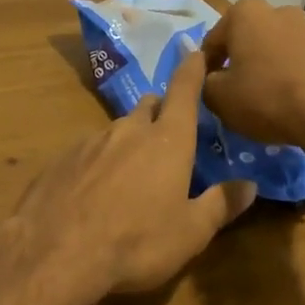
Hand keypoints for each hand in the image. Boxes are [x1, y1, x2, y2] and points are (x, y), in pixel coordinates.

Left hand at [12, 50, 256, 294]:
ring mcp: (91, 141)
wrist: (55, 252)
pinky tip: (94, 192)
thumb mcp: (190, 233)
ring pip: (118, 130)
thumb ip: (220, 205)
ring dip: (129, 142)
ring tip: (130, 175)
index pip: (184, 92)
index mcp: (168, 141)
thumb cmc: (136, 242)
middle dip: (161, 113)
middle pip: (149, 107)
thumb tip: (249, 185)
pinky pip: (89, 151)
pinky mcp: (62, 158)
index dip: (192, 70)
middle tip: (168, 137)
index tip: (194, 53)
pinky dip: (99, 162)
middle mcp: (129, 130)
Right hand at [200, 0, 304, 157]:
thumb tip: (212, 81)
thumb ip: (204, 84)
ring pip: (275, 52)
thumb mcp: (218, 97)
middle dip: (240, 64)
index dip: (205, 69)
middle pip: (247, 41)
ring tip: (265, 105)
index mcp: (244, 13)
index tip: (208, 92)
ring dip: (267, 71)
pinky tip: (291, 107)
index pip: (212, 41)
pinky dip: (292, 81)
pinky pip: (300, 67)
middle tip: (235, 96)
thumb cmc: (266, 96)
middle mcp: (278, 12)